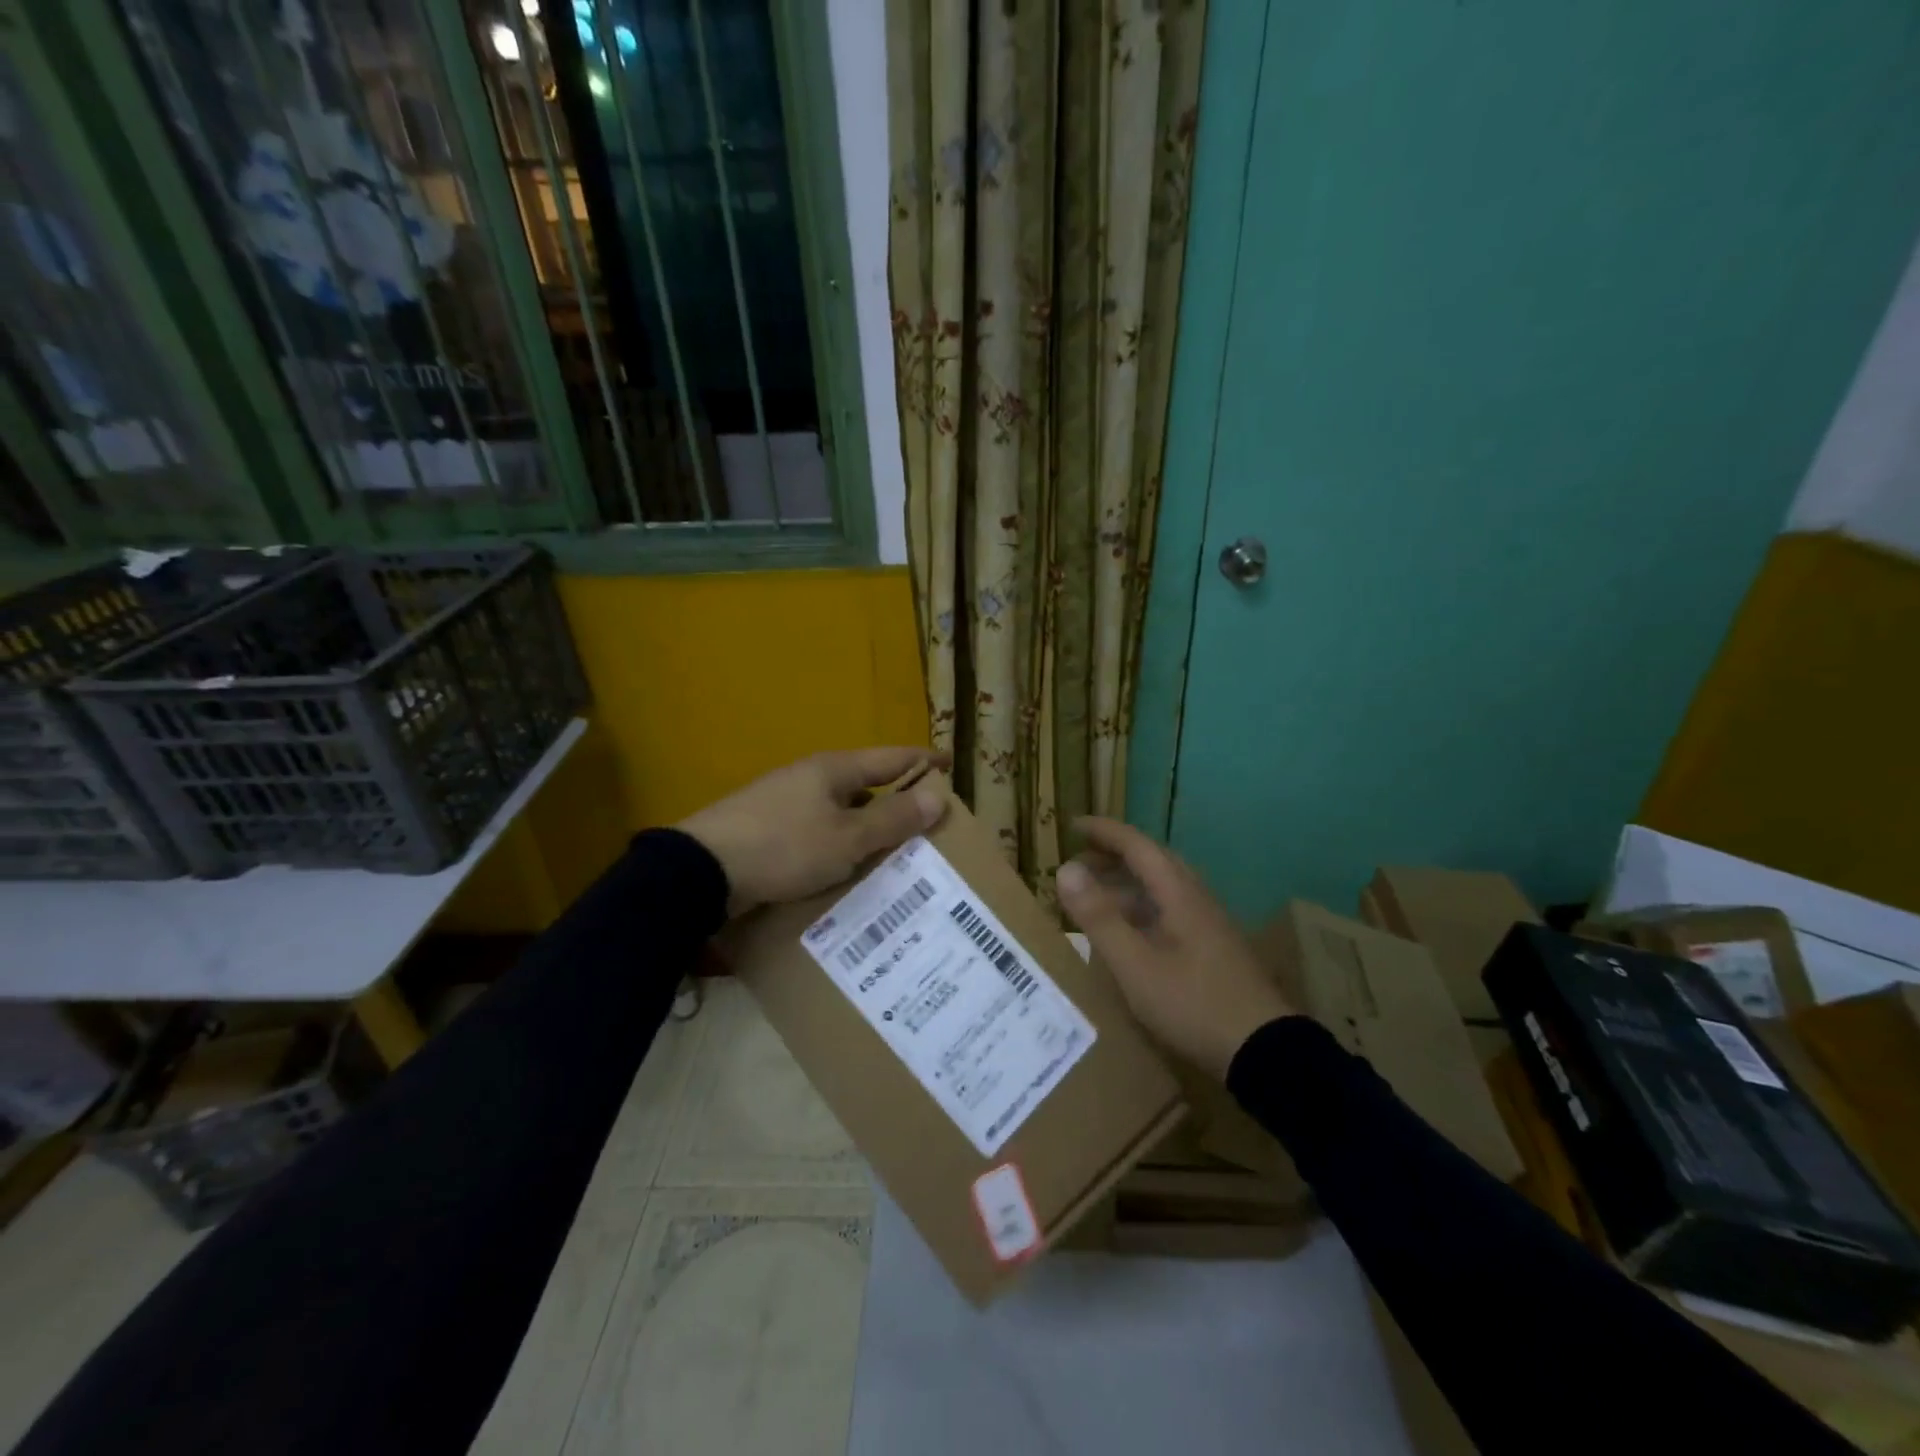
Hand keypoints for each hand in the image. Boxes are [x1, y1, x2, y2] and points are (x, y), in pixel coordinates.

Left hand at [678, 748, 950, 916]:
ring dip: (867, 827)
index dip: (923, 761)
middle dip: (897, 801)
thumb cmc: (784, 847)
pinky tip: (845, 869)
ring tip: (893, 854)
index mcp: (834, 769)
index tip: (950, 765)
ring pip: (841, 811)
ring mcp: (785, 802)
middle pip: (866, 784)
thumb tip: (937, 797)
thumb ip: (893, 819)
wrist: (702, 871)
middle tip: (927, 824)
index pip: (891, 758)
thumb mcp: (847, 838)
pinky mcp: (767, 829)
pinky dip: (840, 844)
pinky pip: (818, 832)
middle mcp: (810, 778)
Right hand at [1056, 817, 1294, 1078]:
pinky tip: (1126, 937)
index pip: (1137, 845)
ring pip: (1160, 890)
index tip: (1072, 825)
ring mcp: (1207, 925)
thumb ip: (1099, 917)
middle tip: (1078, 861)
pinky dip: (1139, 911)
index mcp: (1178, 893)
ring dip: (1125, 885)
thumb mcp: (1135, 965)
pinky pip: (1168, 913)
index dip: (1104, 832)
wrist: (1265, 1052)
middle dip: (1113, 856)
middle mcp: (1195, 899)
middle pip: (1151, 863)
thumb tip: (1064, 869)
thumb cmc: (1193, 1003)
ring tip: (1093, 899)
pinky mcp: (1212, 950)